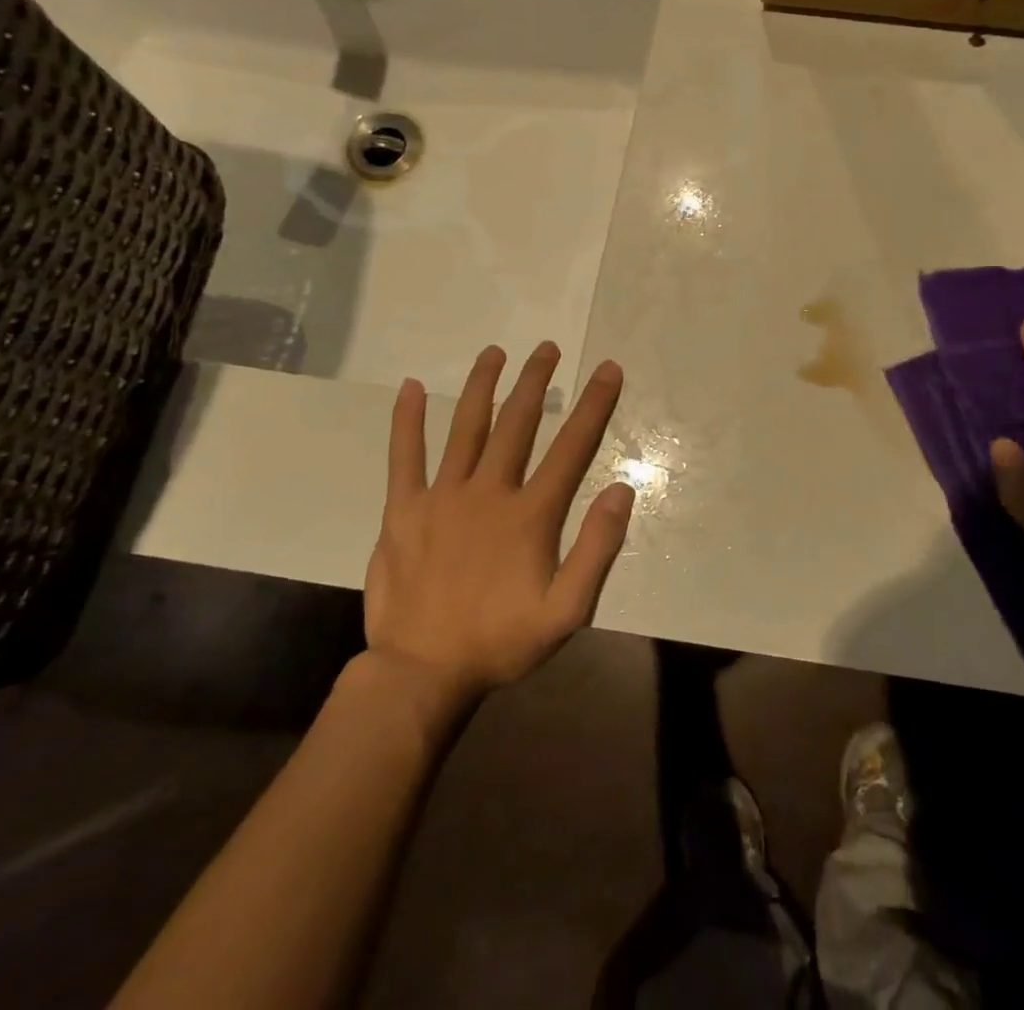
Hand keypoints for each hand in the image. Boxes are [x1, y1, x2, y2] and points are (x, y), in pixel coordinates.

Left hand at [363, 342, 635, 705]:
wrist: (422, 674)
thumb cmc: (501, 642)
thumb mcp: (567, 611)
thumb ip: (597, 549)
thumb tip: (621, 489)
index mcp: (530, 514)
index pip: (571, 447)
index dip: (594, 405)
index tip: (608, 369)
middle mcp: (488, 493)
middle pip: (517, 424)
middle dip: (536, 381)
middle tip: (548, 348)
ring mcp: (442, 497)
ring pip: (467, 428)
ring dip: (483, 386)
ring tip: (495, 353)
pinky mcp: (403, 511)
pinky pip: (405, 457)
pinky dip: (407, 421)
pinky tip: (411, 387)